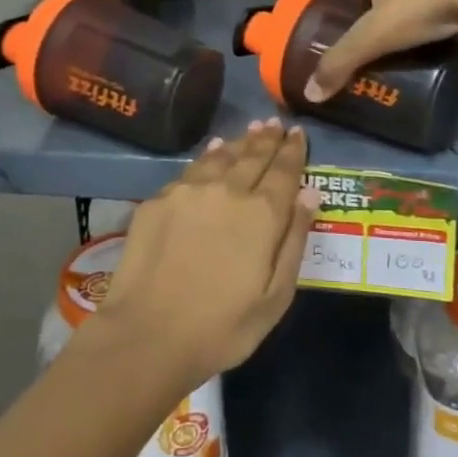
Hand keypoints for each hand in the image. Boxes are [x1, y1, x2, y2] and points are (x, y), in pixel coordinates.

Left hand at [91, 120, 319, 382]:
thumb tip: (309, 192)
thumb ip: (293, 239)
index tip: (297, 133)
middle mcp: (227, 190)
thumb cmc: (222, 327)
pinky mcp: (159, 199)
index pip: (284, 170)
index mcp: (262, 213)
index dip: (293, 150)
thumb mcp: (275, 296)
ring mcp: (189, 190)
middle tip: (275, 122)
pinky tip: (212, 151)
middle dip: (267, 138)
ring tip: (251, 129)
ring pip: (221, 155)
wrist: (148, 334)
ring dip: (240, 141)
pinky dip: (209, 155)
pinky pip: (192, 168)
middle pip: (253, 155)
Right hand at [303, 0, 457, 100]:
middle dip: (386, 21)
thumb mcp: (373, 38)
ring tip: (415, 51)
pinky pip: (448, 4)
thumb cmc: (421, 6)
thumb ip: (341, 63)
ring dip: (416, 20)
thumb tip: (309, 95)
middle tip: (386, 54)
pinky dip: (443, 20)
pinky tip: (446, 39)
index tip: (358, 45)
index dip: (354, 18)